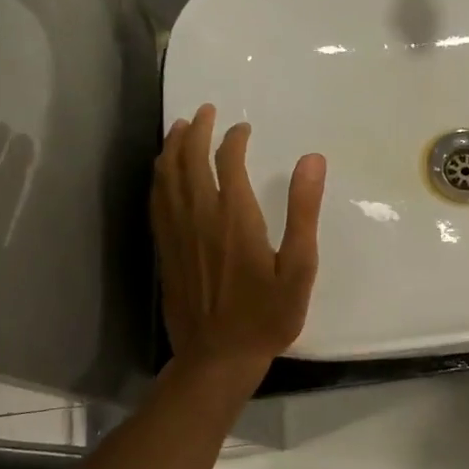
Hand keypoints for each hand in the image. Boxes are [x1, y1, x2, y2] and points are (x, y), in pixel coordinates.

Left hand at [152, 104, 325, 384]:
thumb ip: (304, 210)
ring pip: (166, 177)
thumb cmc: (267, 314)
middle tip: (205, 111)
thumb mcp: (299, 266)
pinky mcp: (165, 250)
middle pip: (190, 160)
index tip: (243, 128)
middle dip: (196, 131)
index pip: (228, 161)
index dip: (234, 139)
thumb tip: (312, 159)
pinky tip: (162, 171)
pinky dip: (158, 177)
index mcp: (235, 217)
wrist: (218, 357)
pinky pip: (156, 201)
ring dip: (172, 147)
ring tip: (180, 127)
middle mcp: (200, 217)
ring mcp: (177, 233)